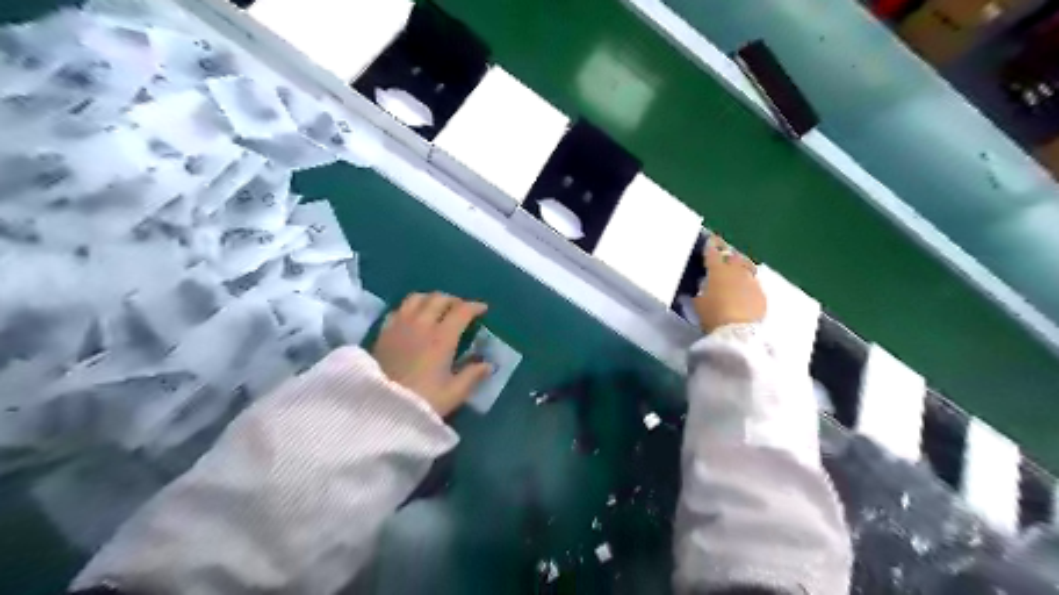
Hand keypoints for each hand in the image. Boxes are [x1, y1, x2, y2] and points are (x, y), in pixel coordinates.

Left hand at [372, 290, 491, 413]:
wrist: (379, 410)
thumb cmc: (422, 401)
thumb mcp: (454, 393)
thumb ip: (472, 376)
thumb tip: (487, 365)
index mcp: (442, 337)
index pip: (462, 311)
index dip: (475, 307)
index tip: (483, 309)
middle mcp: (421, 324)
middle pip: (439, 298)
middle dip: (454, 300)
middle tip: (461, 310)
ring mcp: (400, 325)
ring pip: (417, 298)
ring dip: (431, 299)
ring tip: (437, 309)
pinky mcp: (384, 332)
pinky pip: (399, 309)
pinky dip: (411, 307)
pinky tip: (413, 318)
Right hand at [692, 236, 765, 334]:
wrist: (739, 332)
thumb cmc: (713, 315)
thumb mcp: (699, 305)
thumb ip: (698, 294)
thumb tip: (698, 290)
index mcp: (717, 271)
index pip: (712, 253)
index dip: (710, 246)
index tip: (709, 240)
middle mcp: (736, 271)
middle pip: (733, 256)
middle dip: (728, 255)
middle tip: (724, 257)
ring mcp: (751, 282)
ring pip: (746, 268)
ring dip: (740, 269)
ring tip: (736, 274)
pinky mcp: (762, 295)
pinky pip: (754, 285)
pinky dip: (748, 285)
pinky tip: (744, 293)